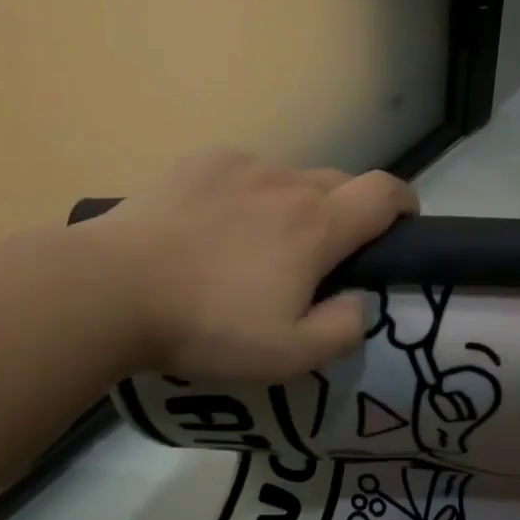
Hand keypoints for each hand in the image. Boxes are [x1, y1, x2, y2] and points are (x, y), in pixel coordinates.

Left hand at [88, 150, 417, 380]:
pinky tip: (218, 226)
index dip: (406, 202)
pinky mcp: (200, 163)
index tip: (406, 222)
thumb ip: (342, 330)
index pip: (385, 192)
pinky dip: (251, 195)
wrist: (112, 290)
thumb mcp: (288, 356)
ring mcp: (240, 167)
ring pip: (291, 178)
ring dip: (296, 205)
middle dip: (349, 211)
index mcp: (316, 225)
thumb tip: (360, 302)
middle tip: (326, 254)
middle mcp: (287, 183)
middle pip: (340, 182)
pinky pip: (246, 173)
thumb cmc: (207, 327)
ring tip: (263, 244)